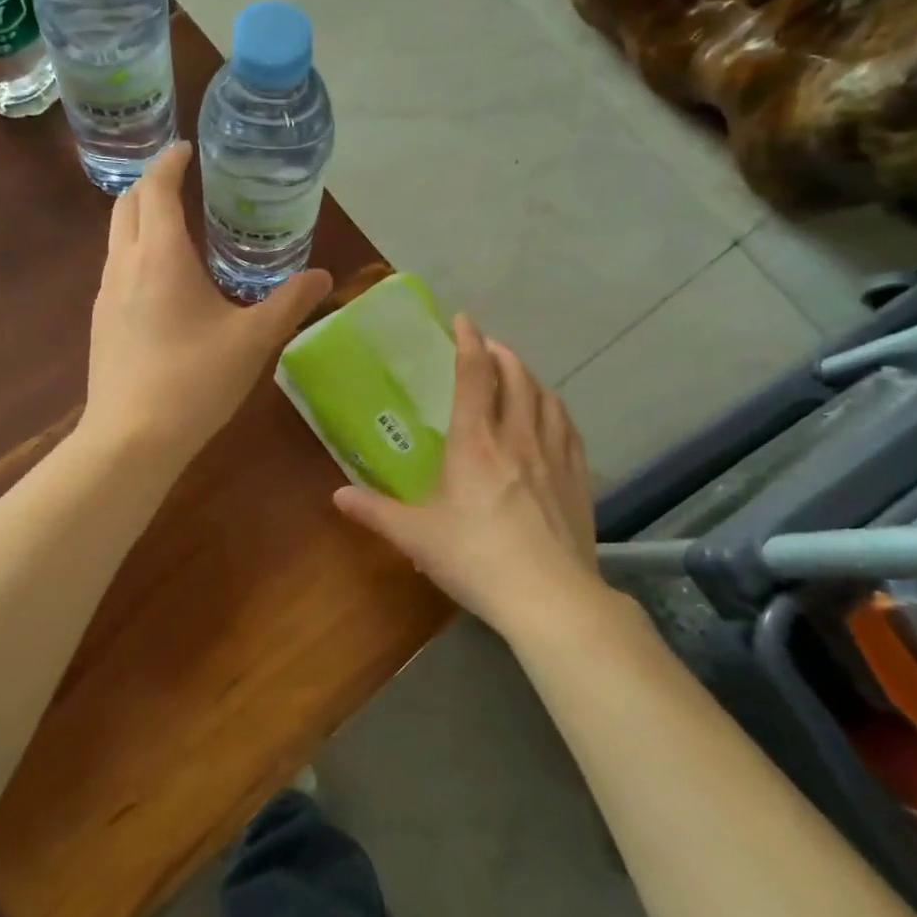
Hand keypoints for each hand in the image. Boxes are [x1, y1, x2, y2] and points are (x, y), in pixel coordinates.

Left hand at [82, 142, 332, 470]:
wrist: (131, 438)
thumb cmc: (194, 381)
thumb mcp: (253, 340)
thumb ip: (289, 304)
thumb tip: (323, 277)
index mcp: (160, 256)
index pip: (158, 188)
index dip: (171, 162)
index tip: (187, 150)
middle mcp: (124, 264)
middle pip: (127, 204)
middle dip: (151, 183)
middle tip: (181, 179)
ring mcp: (104, 295)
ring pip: (116, 237)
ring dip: (140, 218)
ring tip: (174, 225)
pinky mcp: (100, 323)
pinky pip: (115, 269)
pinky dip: (135, 252)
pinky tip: (160, 281)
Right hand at [333, 315, 599, 630]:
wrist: (549, 596)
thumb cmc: (474, 558)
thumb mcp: (415, 536)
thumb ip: (375, 512)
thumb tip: (337, 495)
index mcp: (475, 441)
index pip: (474, 374)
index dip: (468, 341)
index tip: (463, 320)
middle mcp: (517, 436)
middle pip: (516, 377)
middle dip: (502, 354)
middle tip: (488, 348)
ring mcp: (554, 455)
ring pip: (546, 397)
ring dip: (530, 377)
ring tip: (519, 375)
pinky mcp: (579, 478)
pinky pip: (569, 427)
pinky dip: (556, 409)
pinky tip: (552, 415)